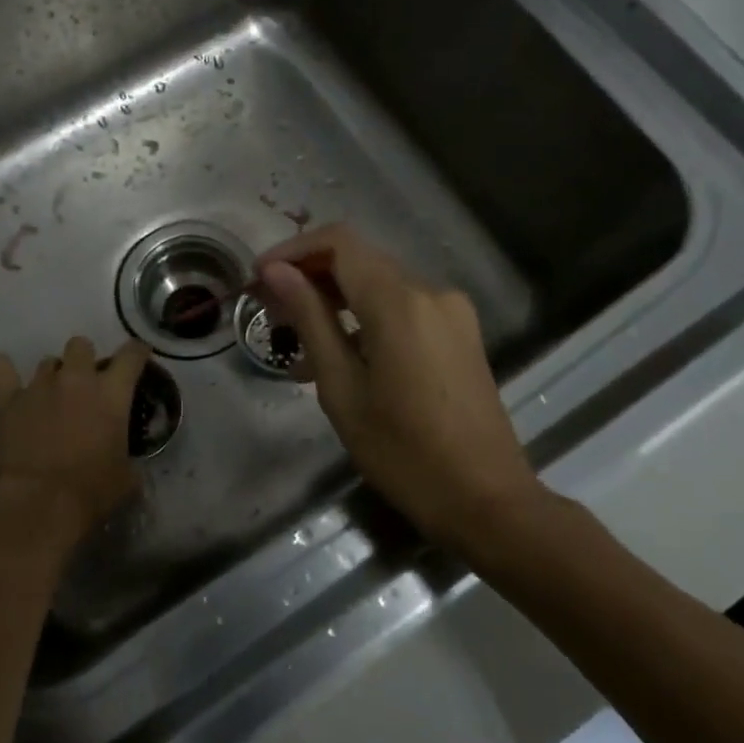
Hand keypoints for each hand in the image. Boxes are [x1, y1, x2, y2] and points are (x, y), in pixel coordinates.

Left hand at [0, 337, 149, 551]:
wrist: (40, 502)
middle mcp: (76, 379)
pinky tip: (5, 378)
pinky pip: (0, 369)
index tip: (138, 355)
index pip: (131, 355)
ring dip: (51, 376)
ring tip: (48, 398)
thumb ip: (128, 458)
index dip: (137, 352)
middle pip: (80, 345)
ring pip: (46, 362)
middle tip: (84, 385)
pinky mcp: (6, 400)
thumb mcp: (127, 478)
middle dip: (84, 359)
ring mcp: (38, 386)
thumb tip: (126, 462)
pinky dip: (3, 370)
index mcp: (111, 393)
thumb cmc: (91, 492)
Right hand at [258, 225, 542, 550]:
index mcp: (399, 302)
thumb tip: (276, 272)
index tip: (258, 278)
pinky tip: (340, 360)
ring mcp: (451, 313)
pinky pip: (404, 311)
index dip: (293, 250)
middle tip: (269, 312)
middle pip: (360, 261)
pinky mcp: (460, 335)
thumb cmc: (402, 451)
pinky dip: (366, 321)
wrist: (485, 500)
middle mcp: (430, 292)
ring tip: (297, 346)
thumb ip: (310, 320)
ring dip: (336, 302)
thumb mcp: (342, 388)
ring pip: (380, 287)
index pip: (339, 243)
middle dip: (310, 277)